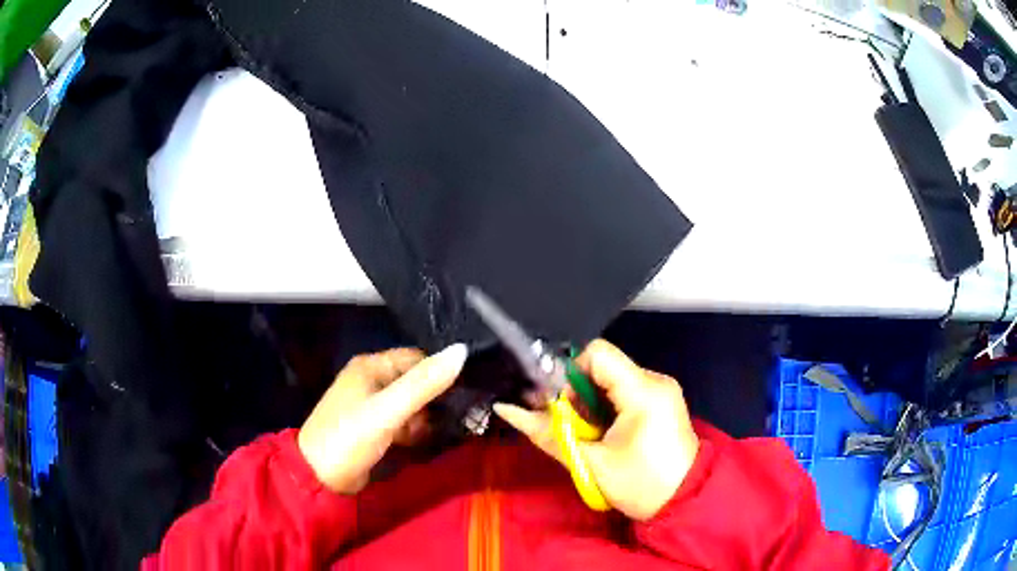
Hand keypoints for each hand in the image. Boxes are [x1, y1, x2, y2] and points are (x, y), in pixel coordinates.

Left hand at [298, 344, 467, 493]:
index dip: (440, 372)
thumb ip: (424, 384)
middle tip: (457, 418)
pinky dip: (414, 430)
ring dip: (426, 417)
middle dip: (435, 399)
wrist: (318, 477)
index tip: (466, 391)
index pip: (417, 358)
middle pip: (415, 381)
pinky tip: (423, 442)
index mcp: (370, 366)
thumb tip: (462, 350)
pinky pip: (402, 422)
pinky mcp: (372, 428)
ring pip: (410, 404)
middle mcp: (371, 380)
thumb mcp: (388, 410)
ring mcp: (370, 406)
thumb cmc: (350, 437)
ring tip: (442, 433)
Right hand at [494, 339, 698, 520]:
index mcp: (643, 390)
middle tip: (573, 429)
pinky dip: (606, 410)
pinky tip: (607, 436)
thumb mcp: (591, 463)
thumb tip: (506, 409)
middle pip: (602, 367)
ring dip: (591, 406)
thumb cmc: (641, 485)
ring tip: (592, 438)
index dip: (569, 374)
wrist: (686, 503)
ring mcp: (661, 390)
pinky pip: (624, 392)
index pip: (596, 353)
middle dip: (578, 396)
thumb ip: (547, 433)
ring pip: (611, 381)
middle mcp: (655, 380)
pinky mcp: (661, 401)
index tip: (563, 409)